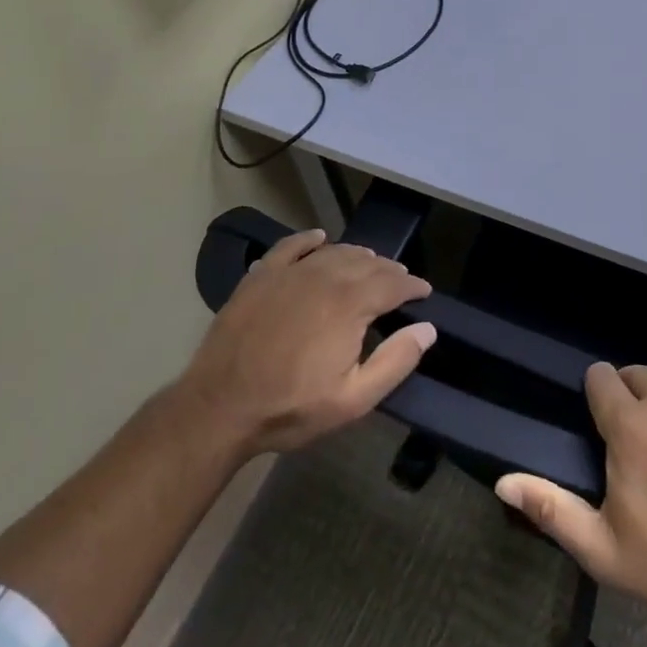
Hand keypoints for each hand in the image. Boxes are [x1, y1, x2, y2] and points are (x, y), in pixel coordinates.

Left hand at [177, 229, 436, 460]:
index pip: (393, 283)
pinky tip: (319, 238)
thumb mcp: (353, 399)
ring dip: (358, 256)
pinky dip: (310, 240)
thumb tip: (427, 329)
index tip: (424, 291)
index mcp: (350, 303)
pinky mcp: (260, 276)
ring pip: (334, 252)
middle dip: (389, 270)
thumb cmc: (291, 407)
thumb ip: (395, 361)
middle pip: (366, 263)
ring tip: (370, 263)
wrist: (219, 407)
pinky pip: (291, 246)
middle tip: (400, 280)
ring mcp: (289, 273)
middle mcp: (324, 276)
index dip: (413, 285)